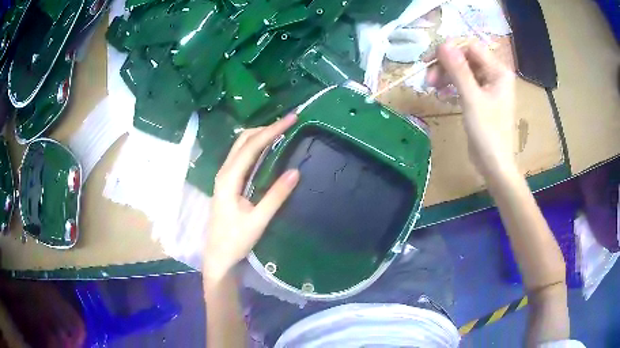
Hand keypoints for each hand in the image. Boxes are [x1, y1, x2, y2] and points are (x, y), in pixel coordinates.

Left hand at [203, 114, 299, 282]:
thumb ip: (276, 196)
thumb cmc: (235, 240)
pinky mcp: (228, 182)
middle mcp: (224, 172)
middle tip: (288, 122)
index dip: (271, 131)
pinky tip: (267, 148)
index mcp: (229, 179)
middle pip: (243, 140)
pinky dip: (255, 146)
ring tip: (281, 131)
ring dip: (259, 135)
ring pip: (240, 146)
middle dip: (265, 128)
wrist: (218, 255)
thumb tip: (295, 171)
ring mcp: (224, 176)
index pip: (251, 147)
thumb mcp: (258, 220)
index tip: (290, 119)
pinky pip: (241, 156)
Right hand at [427, 40, 515, 177]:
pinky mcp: (481, 96)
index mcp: (498, 71)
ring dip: (445, 74)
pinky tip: (441, 93)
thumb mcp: (472, 100)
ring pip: (462, 69)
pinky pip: (463, 82)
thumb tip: (442, 44)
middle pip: (465, 57)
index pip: (470, 47)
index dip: (450, 49)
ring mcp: (488, 85)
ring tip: (431, 87)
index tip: (430, 61)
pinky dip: (451, 85)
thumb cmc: (488, 133)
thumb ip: (458, 70)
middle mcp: (494, 74)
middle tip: (428, 79)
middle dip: (445, 64)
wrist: (494, 164)